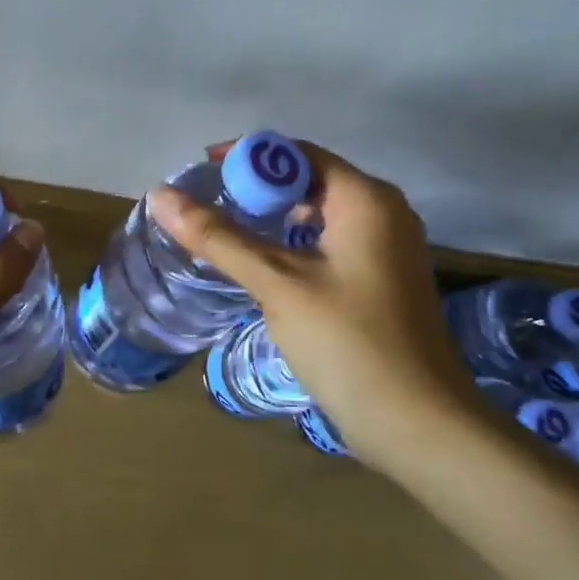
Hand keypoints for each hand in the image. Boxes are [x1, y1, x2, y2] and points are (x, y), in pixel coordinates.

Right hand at [149, 142, 462, 458]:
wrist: (419, 425)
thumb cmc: (348, 343)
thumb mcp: (277, 284)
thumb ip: (218, 237)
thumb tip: (160, 196)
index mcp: (367, 199)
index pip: (298, 154)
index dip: (248, 157)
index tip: (202, 172)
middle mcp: (385, 213)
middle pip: (311, 181)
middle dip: (258, 190)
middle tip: (208, 207)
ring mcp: (390, 249)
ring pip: (322, 216)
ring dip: (275, 220)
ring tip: (226, 235)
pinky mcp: (385, 282)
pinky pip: (333, 245)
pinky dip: (297, 246)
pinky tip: (266, 269)